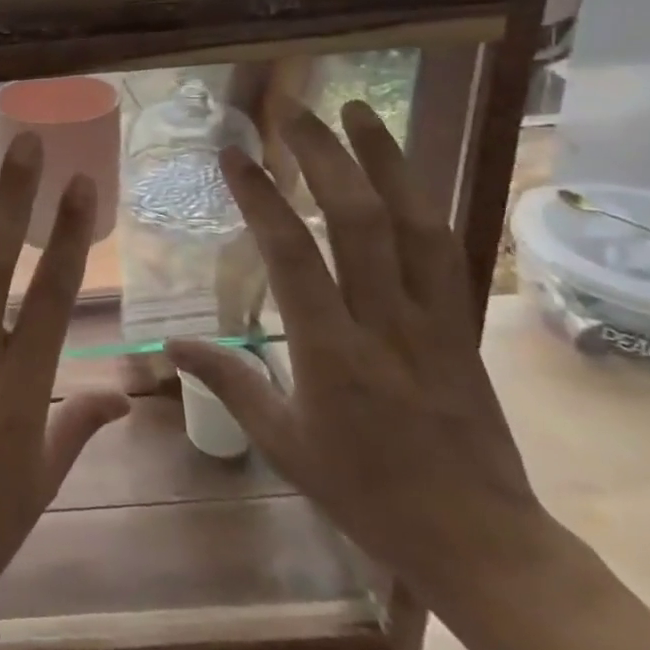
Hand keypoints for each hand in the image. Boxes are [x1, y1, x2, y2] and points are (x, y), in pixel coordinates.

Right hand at [167, 101, 554, 614]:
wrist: (480, 539)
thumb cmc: (366, 493)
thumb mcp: (284, 443)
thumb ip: (228, 381)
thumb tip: (170, 342)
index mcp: (331, 352)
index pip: (292, 254)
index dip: (261, 196)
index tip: (234, 154)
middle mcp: (385, 321)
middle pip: (357, 219)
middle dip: (324, 154)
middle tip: (293, 109)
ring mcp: (434, 318)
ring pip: (413, 222)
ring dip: (384, 159)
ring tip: (357, 110)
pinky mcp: (464, 323)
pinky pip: (444, 248)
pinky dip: (421, 199)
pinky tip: (402, 172)